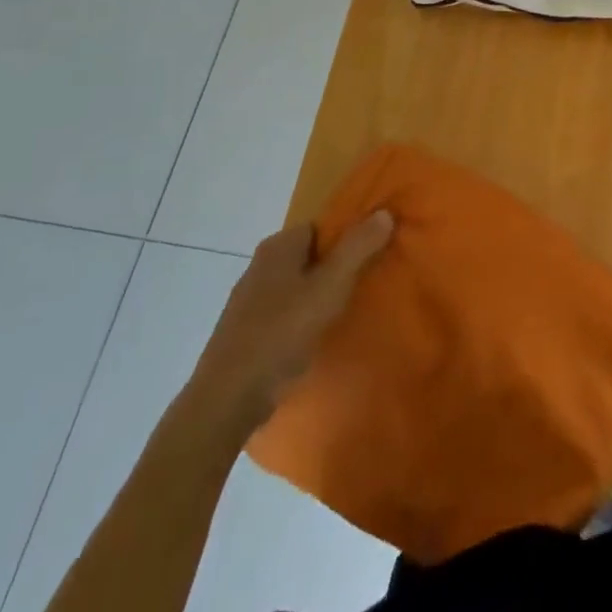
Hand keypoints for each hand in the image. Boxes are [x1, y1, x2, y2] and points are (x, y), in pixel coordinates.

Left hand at [183, 211, 393, 435]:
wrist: (227, 399)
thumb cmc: (282, 333)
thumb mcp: (330, 287)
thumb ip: (359, 248)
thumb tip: (384, 212)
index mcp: (278, 246)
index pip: (322, 226)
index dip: (348, 238)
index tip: (372, 256)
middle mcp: (260, 265)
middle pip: (310, 255)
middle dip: (336, 267)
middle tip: (365, 284)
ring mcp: (248, 300)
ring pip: (296, 286)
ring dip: (318, 296)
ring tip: (346, 312)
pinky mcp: (244, 332)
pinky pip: (283, 313)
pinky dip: (301, 319)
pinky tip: (315, 338)